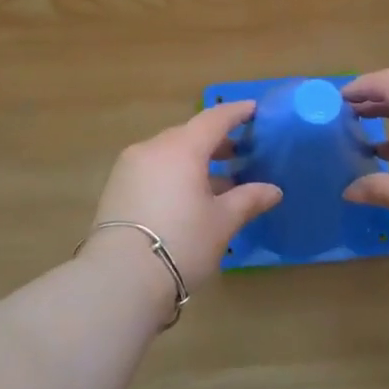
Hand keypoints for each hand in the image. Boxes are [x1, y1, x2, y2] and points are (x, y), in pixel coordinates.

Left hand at [88, 100, 282, 294]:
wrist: (119, 278)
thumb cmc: (182, 243)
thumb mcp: (222, 222)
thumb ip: (248, 200)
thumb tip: (273, 190)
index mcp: (182, 148)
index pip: (213, 119)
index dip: (235, 113)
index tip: (253, 110)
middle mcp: (152, 148)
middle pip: (188, 135)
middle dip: (214, 142)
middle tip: (237, 154)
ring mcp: (129, 167)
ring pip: (168, 153)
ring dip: (193, 161)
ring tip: (216, 183)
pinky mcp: (116, 188)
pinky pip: (152, 169)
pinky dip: (173, 174)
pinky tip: (187, 197)